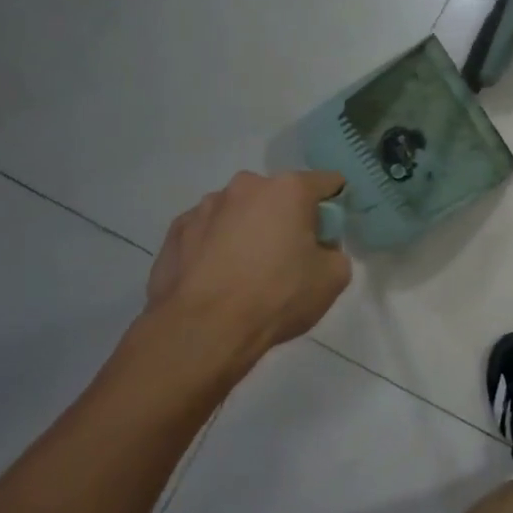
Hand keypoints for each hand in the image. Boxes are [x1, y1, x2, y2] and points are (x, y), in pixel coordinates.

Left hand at [145, 171, 351, 352]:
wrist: (202, 329)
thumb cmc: (276, 296)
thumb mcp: (333, 278)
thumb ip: (334, 252)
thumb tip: (319, 249)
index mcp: (288, 190)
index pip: (328, 182)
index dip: (336, 205)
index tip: (331, 233)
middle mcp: (246, 186)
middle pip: (279, 196)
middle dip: (287, 219)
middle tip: (289, 257)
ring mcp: (205, 206)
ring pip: (241, 212)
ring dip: (249, 230)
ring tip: (246, 272)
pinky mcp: (176, 230)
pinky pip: (209, 231)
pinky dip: (218, 246)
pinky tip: (218, 278)